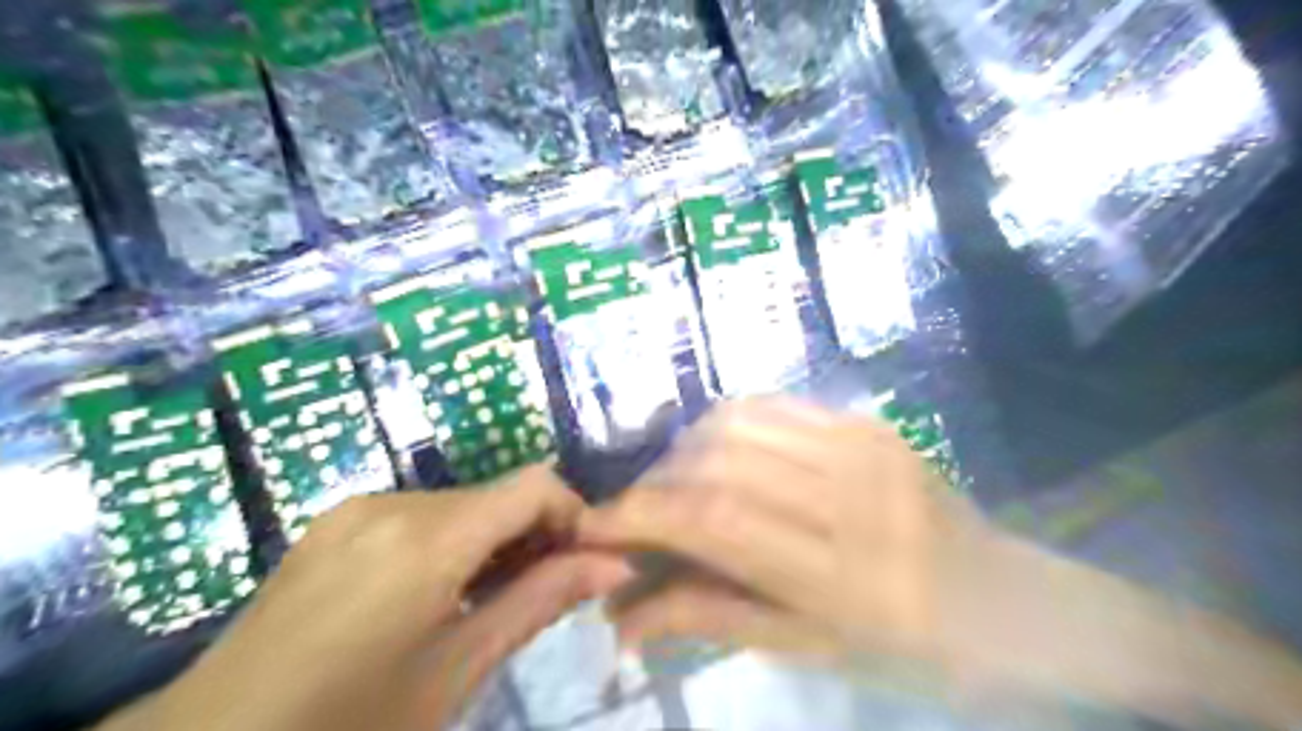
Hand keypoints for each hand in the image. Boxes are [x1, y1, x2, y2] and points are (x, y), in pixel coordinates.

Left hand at [103, 468, 634, 729]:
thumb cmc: (347, 726)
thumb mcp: (457, 671)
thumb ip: (540, 602)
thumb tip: (614, 565)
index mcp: (425, 538)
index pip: (533, 485)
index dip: (572, 515)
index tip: (582, 565)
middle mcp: (393, 503)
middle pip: (496, 494)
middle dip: (533, 534)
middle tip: (540, 594)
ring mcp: (357, 508)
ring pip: (461, 504)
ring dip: (491, 540)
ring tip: (487, 600)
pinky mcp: (335, 522)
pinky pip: (419, 515)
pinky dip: (450, 542)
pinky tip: (436, 594)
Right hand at [576, 399, 986, 666]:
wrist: (1008, 601)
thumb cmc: (910, 649)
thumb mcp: (808, 648)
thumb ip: (710, 618)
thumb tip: (622, 616)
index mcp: (845, 576)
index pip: (715, 519)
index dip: (642, 514)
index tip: (593, 524)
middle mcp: (853, 496)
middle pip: (719, 460)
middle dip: (656, 483)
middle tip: (637, 514)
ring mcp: (864, 446)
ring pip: (738, 420)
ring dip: (685, 450)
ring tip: (676, 486)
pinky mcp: (867, 421)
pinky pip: (772, 404)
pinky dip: (725, 425)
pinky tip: (719, 454)